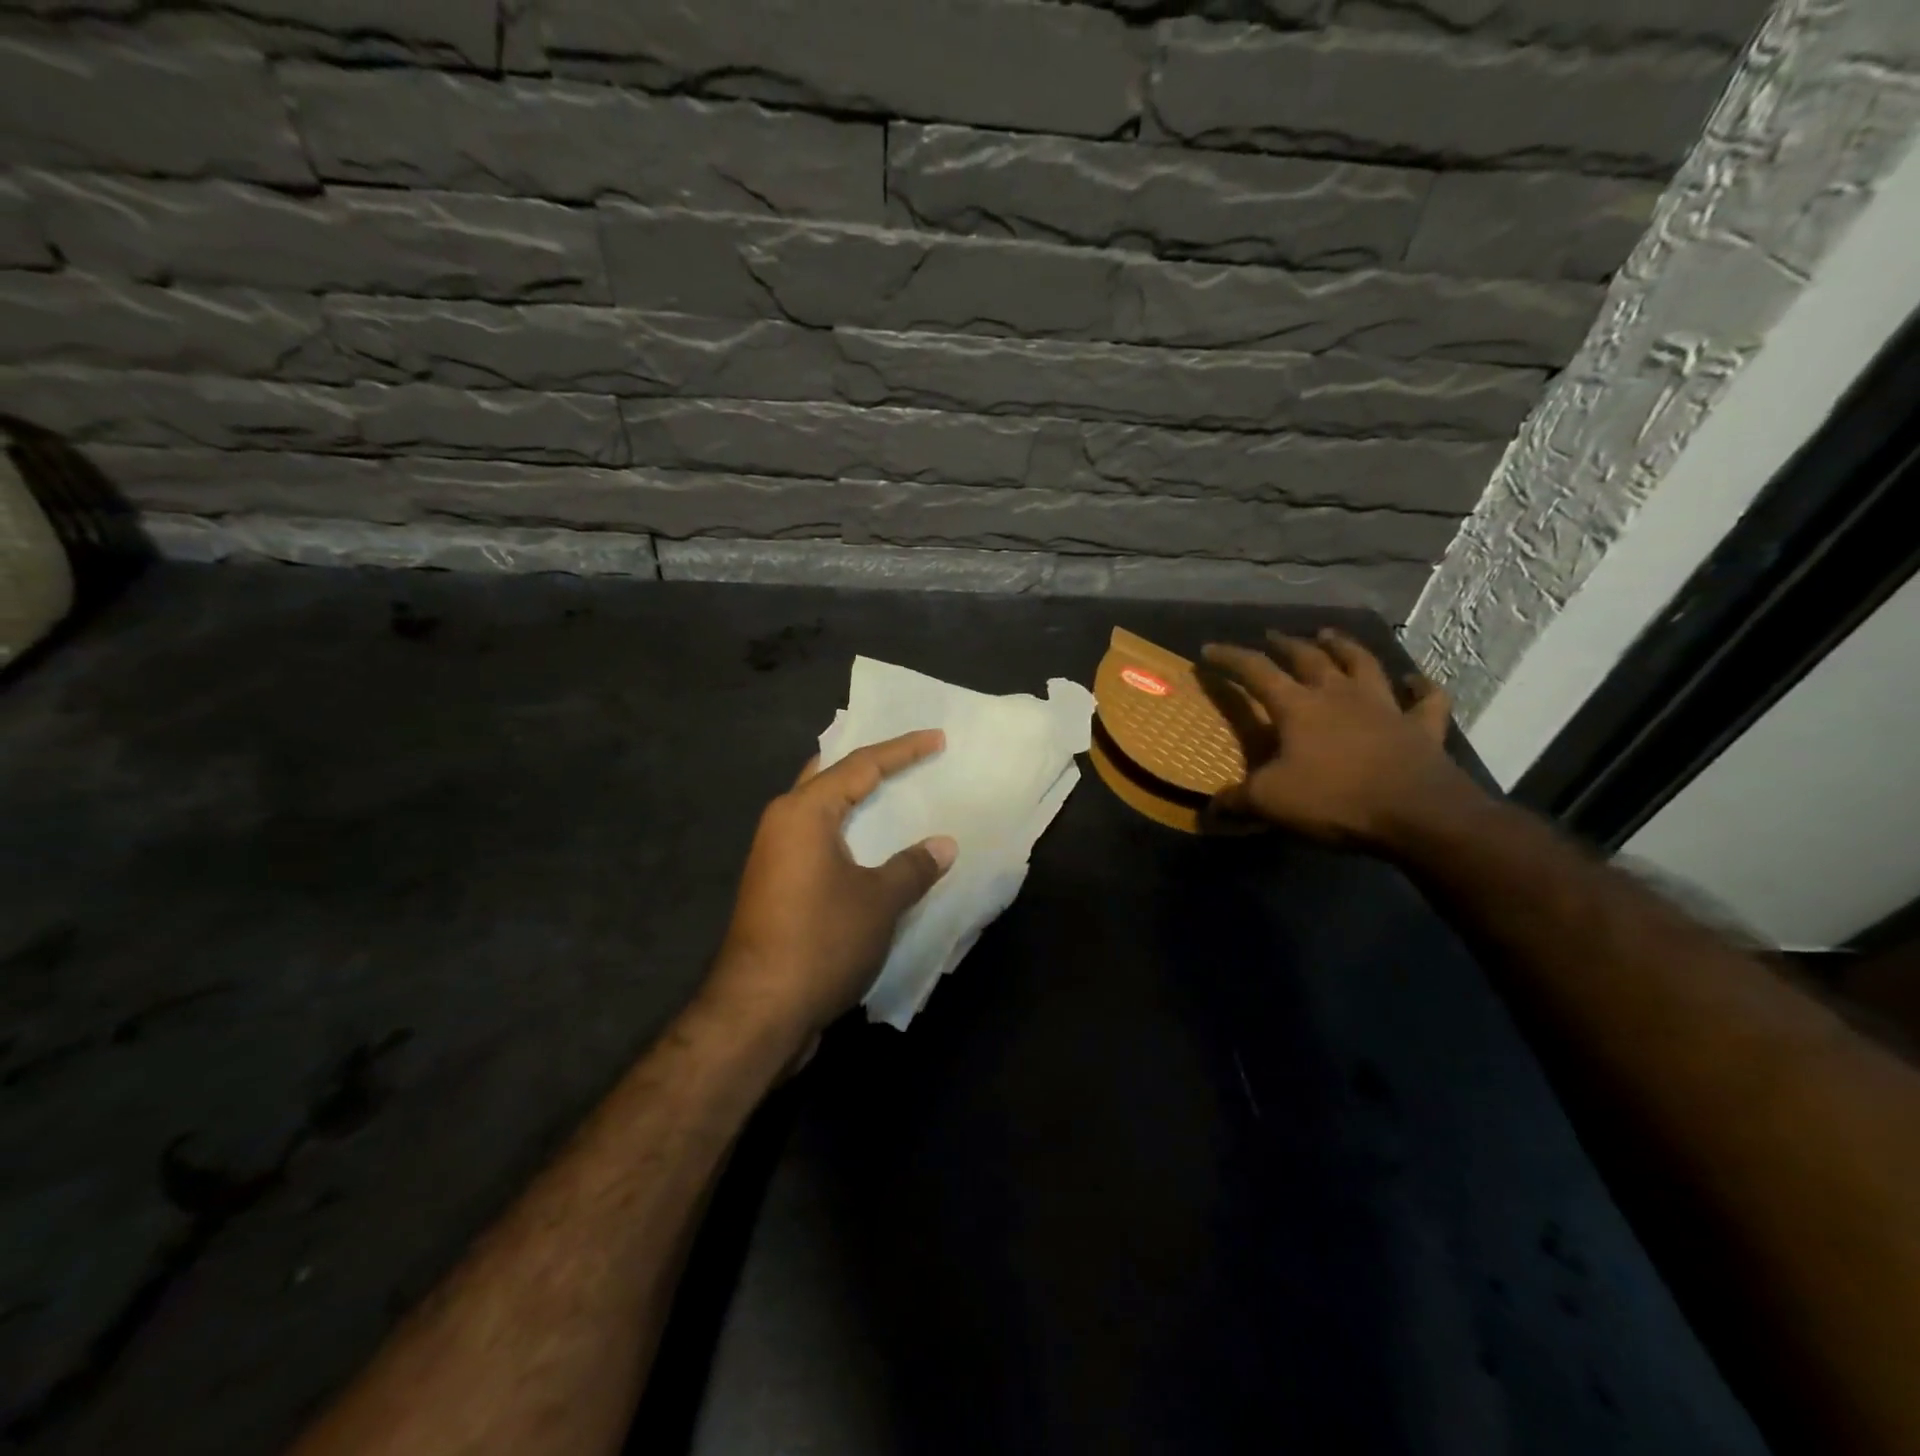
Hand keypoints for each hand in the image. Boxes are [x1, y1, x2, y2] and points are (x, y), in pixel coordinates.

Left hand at [706, 730, 956, 1043]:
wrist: (758, 1011)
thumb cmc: (821, 941)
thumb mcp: (879, 901)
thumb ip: (913, 866)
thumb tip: (943, 845)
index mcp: (804, 812)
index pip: (860, 765)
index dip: (903, 750)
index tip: (937, 738)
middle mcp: (782, 823)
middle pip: (829, 777)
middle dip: (867, 764)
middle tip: (905, 753)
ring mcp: (774, 856)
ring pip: (820, 811)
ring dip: (855, 800)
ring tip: (893, 792)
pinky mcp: (776, 886)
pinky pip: (818, 842)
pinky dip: (848, 834)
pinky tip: (872, 848)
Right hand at [1202, 629, 1473, 846]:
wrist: (1418, 814)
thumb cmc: (1336, 799)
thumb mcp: (1271, 801)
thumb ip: (1238, 799)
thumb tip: (1209, 808)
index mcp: (1299, 707)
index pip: (1256, 671)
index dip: (1230, 658)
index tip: (1209, 649)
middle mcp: (1340, 695)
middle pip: (1309, 658)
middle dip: (1286, 644)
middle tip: (1272, 636)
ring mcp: (1385, 707)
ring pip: (1363, 663)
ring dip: (1344, 646)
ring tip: (1329, 635)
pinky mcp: (1421, 727)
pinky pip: (1425, 699)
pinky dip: (1420, 686)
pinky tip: (1414, 680)